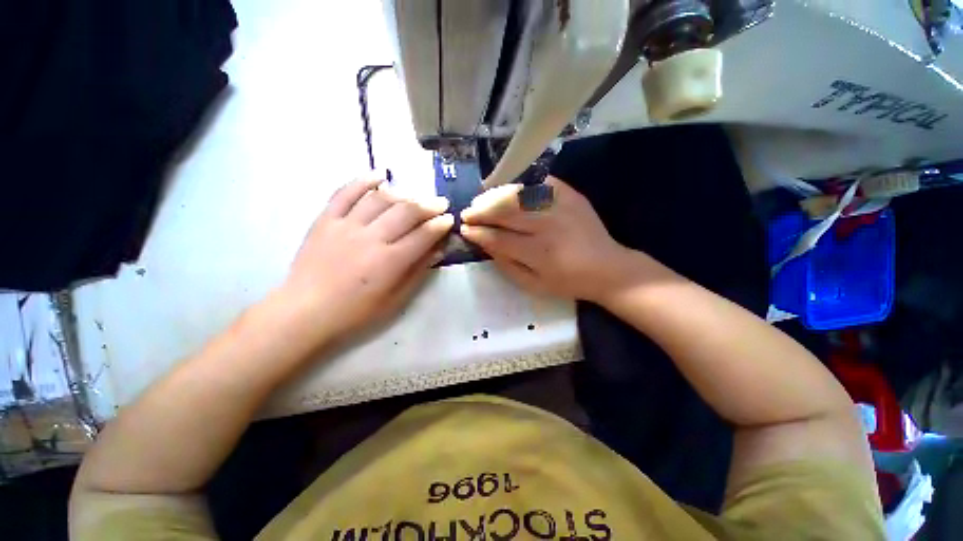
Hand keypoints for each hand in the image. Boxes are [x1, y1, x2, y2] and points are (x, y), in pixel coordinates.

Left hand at [281, 175, 453, 343]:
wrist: (306, 311)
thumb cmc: (356, 312)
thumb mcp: (395, 299)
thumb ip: (418, 271)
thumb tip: (438, 249)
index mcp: (390, 261)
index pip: (423, 235)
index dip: (440, 224)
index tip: (449, 219)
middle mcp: (371, 238)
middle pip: (406, 211)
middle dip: (429, 204)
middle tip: (440, 203)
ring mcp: (346, 225)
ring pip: (380, 198)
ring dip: (403, 193)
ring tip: (414, 196)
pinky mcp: (325, 219)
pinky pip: (345, 192)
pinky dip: (363, 180)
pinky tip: (378, 176)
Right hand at [461, 176, 639, 302]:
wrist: (608, 268)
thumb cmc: (568, 282)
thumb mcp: (534, 284)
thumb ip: (507, 265)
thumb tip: (485, 244)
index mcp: (539, 253)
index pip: (499, 238)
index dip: (478, 233)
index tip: (464, 229)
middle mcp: (548, 225)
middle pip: (506, 211)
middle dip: (481, 210)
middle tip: (468, 212)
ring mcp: (561, 206)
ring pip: (519, 193)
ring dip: (495, 195)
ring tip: (483, 200)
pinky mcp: (571, 195)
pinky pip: (540, 182)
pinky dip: (520, 184)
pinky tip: (508, 191)